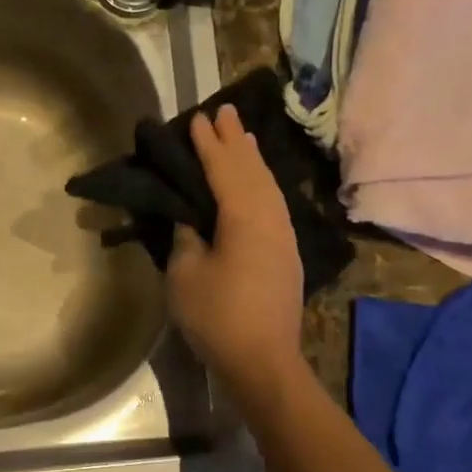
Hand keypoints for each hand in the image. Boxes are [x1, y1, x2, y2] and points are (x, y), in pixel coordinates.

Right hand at [166, 104, 306, 398]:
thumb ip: (187, 238)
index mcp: (245, 218)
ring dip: (253, 159)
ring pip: (268, 186)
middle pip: (252, 170)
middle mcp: (271, 218)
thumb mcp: (185, 275)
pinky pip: (273, 203)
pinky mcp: (286, 254)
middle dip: (236, 140)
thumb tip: (191, 220)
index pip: (225, 169)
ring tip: (243, 136)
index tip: (197, 118)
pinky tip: (257, 183)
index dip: (209, 144)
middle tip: (224, 110)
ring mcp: (283, 236)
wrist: (263, 361)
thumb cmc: (218, 317)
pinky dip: (262, 183)